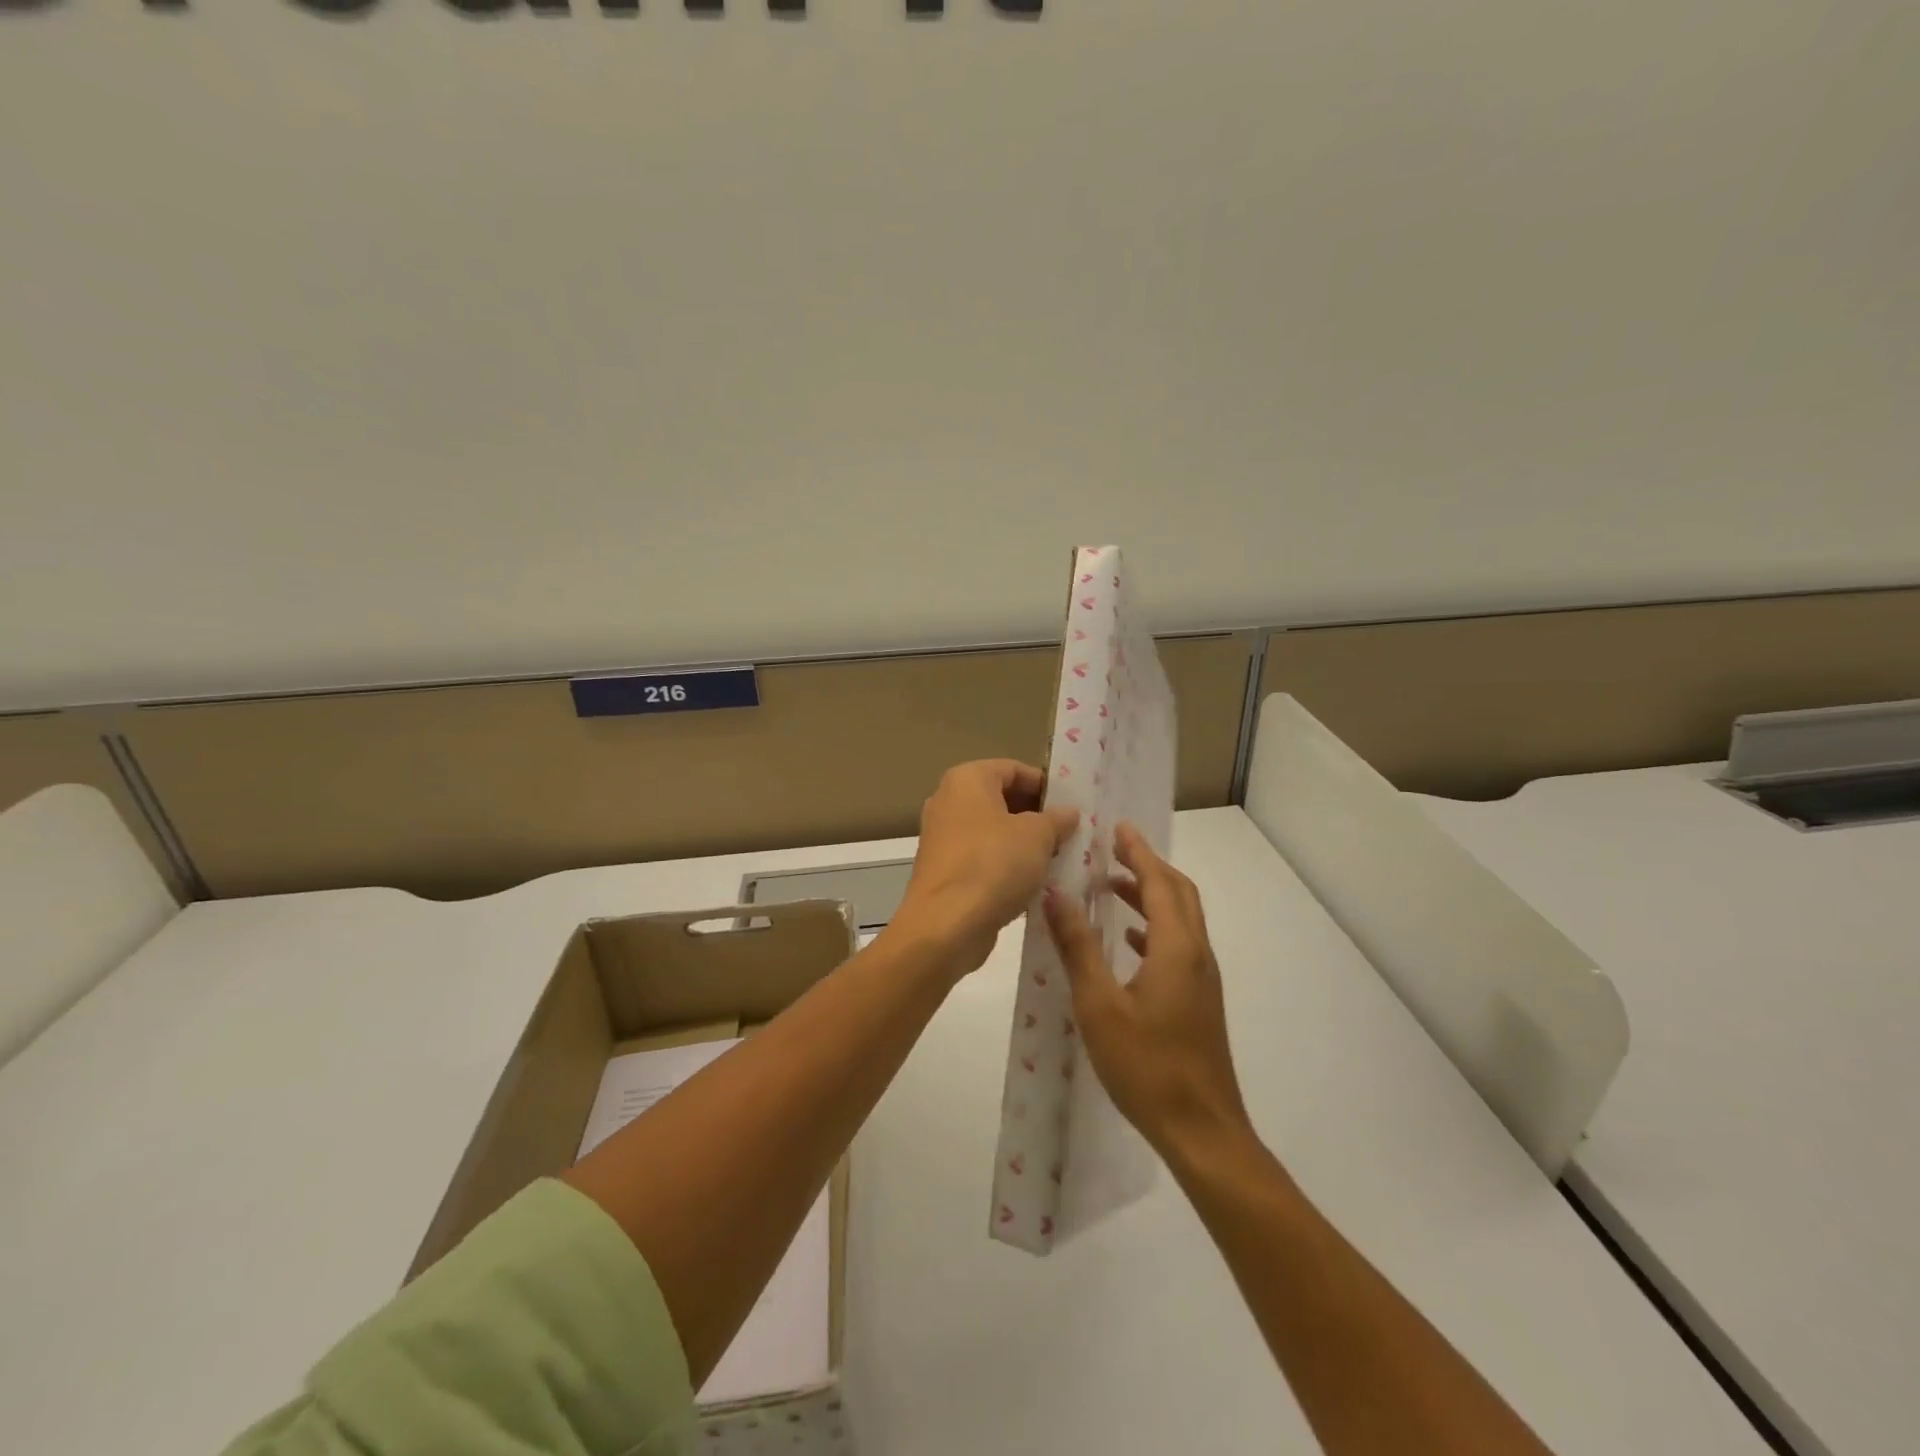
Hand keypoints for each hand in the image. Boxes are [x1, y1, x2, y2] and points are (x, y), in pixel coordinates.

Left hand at [890, 760, 1078, 976]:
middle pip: (1003, 800)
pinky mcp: (945, 870)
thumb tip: (1068, 813)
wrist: (946, 925)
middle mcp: (949, 801)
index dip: (1046, 786)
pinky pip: (983, 859)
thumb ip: (1056, 819)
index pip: (1014, 769)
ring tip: (1059, 860)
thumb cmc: (993, 865)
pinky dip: (1007, 867)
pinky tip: (1035, 884)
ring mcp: (943, 838)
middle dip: (1038, 817)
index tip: (1073, 808)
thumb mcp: (1038, 836)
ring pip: (994, 832)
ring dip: (1025, 845)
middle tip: (1071, 835)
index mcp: (967, 779)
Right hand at [1043, 824, 1250, 1157]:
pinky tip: (1128, 942)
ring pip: (1180, 919)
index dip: (1139, 851)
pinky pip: (1178, 945)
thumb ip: (1077, 946)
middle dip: (1147, 866)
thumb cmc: (1147, 1065)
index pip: (1160, 881)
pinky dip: (1153, 928)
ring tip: (1110, 888)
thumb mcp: (1099, 1004)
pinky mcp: (1198, 1000)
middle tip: (1112, 850)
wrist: (1202, 1130)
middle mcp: (1197, 953)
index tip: (1117, 827)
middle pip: (1178, 893)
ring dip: (1149, 896)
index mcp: (1177, 947)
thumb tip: (1055, 894)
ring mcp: (1202, 979)